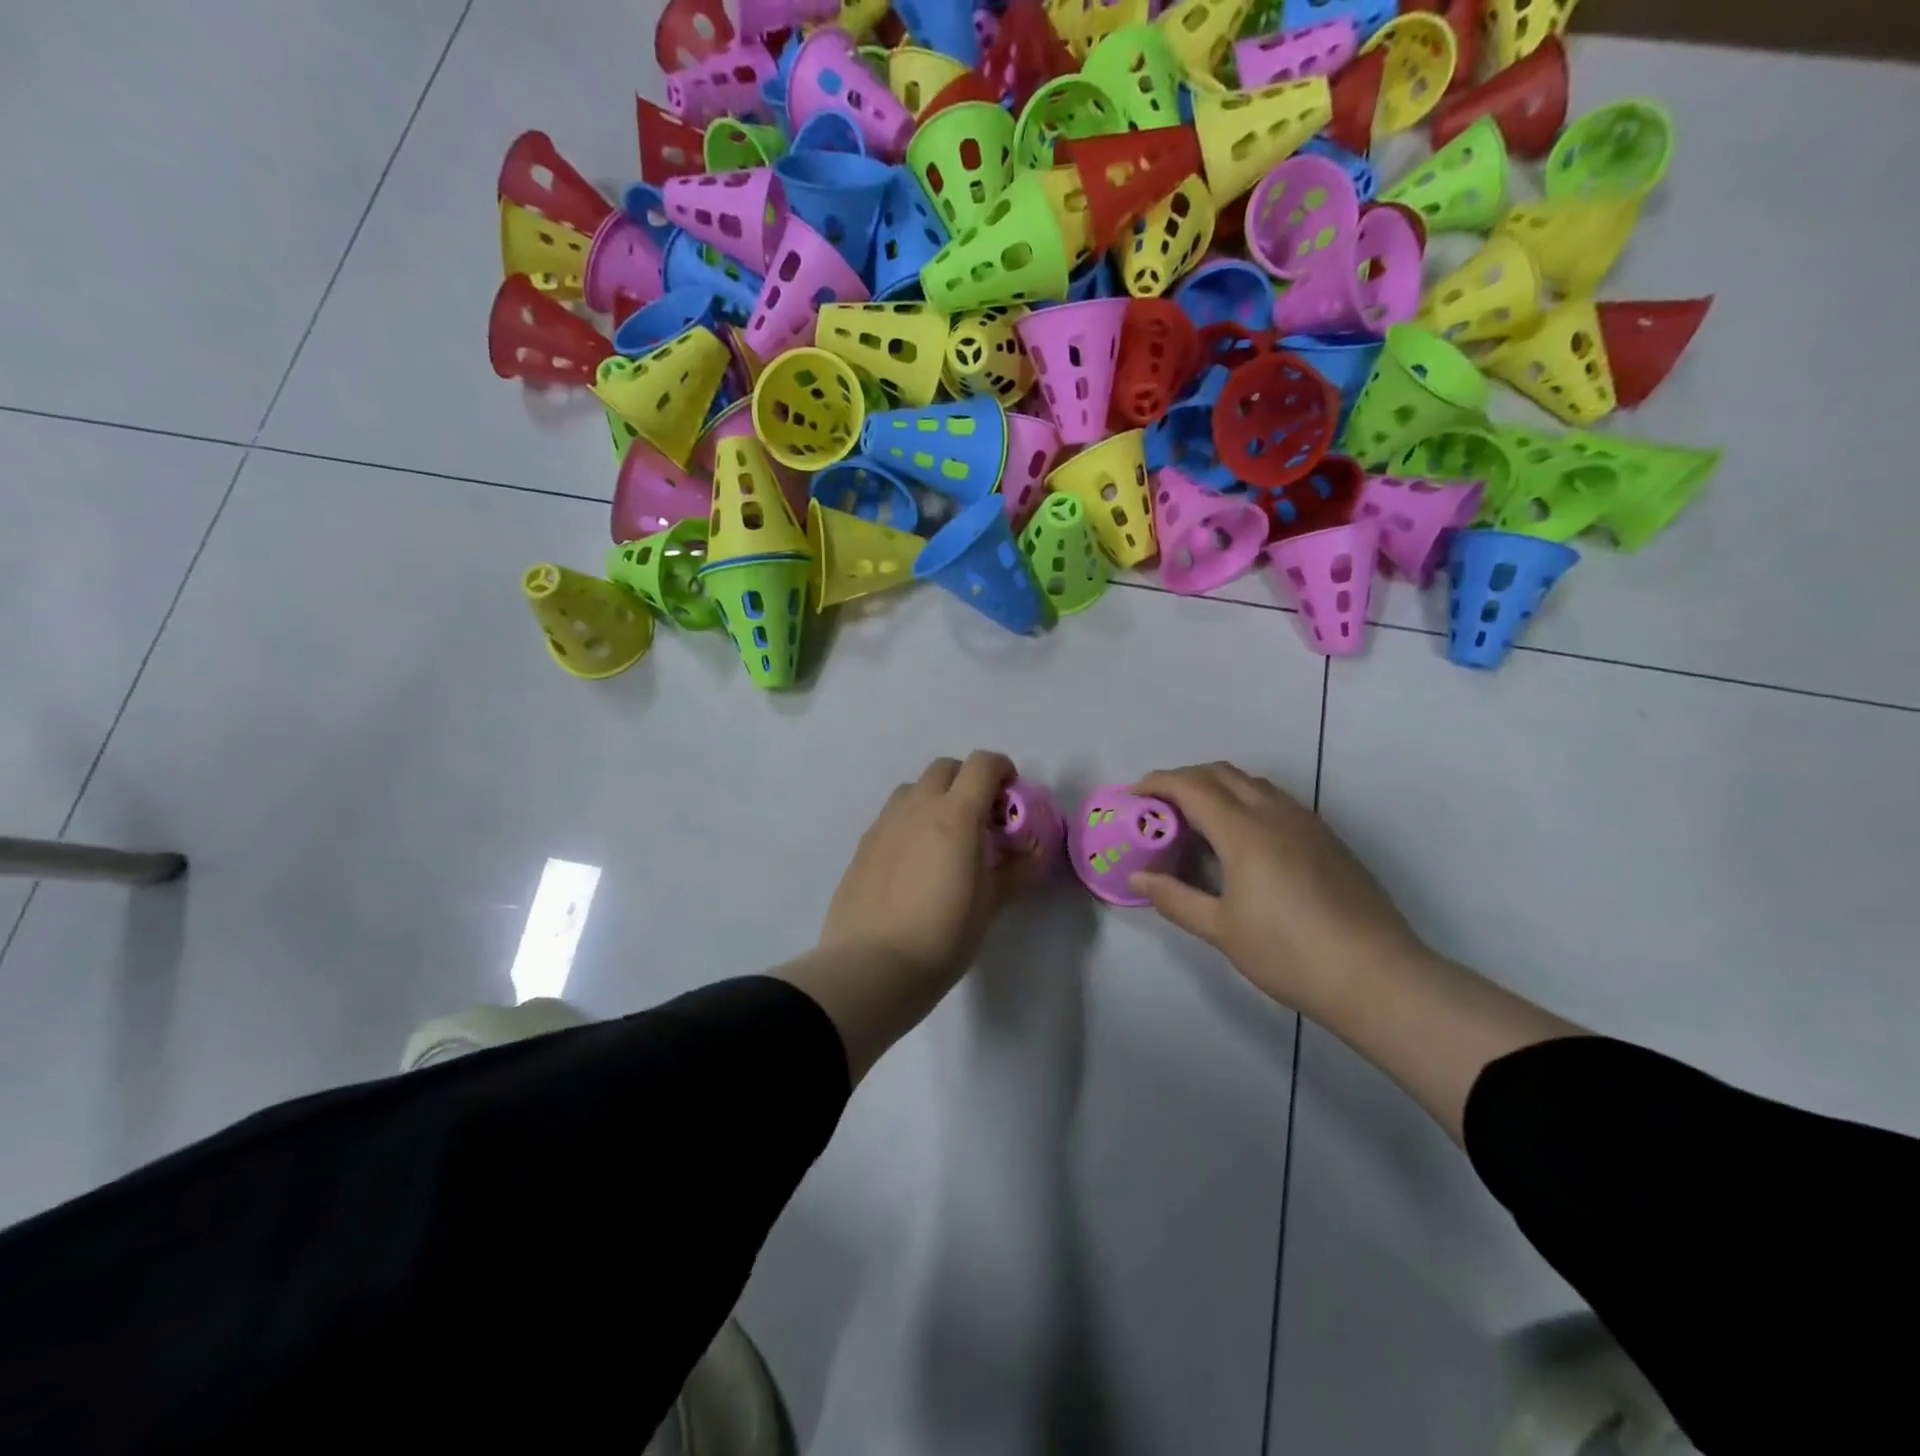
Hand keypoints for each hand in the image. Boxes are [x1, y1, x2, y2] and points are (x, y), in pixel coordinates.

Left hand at [817, 751, 1033, 989]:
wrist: (872, 966)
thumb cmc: (942, 935)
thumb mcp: (990, 904)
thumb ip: (1016, 870)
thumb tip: (1035, 852)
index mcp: (955, 814)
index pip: (982, 764)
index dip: (1002, 770)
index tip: (1011, 798)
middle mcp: (917, 807)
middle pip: (946, 768)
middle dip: (968, 781)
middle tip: (981, 819)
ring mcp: (884, 823)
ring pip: (914, 789)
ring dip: (936, 798)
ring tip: (945, 838)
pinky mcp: (863, 844)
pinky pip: (892, 816)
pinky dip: (911, 822)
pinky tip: (915, 862)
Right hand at [1129, 763, 1432, 1016]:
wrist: (1377, 976)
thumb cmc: (1290, 954)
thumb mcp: (1221, 930)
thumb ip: (1175, 898)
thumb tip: (1137, 879)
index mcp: (1245, 831)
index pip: (1192, 786)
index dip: (1157, 783)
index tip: (1134, 795)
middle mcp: (1275, 813)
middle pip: (1221, 773)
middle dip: (1184, 779)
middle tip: (1160, 807)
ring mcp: (1307, 822)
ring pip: (1252, 782)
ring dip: (1217, 787)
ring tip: (1197, 820)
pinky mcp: (1327, 837)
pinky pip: (1275, 800)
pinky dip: (1245, 800)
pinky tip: (1242, 840)